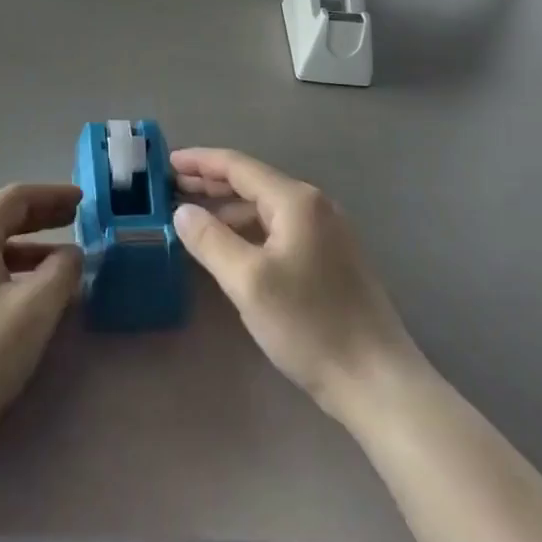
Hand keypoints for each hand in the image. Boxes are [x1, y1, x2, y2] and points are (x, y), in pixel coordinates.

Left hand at [0, 184, 83, 465]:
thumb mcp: (35, 310)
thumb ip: (62, 272)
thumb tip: (71, 254)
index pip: (15, 198)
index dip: (52, 195)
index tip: (84, 201)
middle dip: (41, 218)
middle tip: (76, 221)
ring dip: (28, 250)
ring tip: (62, 265)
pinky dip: (9, 272)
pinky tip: (28, 296)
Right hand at [172, 148, 420, 420]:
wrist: (375, 379)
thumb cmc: (309, 324)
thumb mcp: (248, 282)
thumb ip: (210, 240)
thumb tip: (183, 211)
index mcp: (296, 201)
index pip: (238, 166)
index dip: (199, 161)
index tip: (165, 162)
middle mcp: (314, 206)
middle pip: (252, 182)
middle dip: (210, 182)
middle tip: (169, 187)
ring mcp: (325, 231)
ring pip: (264, 208)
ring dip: (227, 208)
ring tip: (190, 217)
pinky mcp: (329, 257)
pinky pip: (277, 228)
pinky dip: (247, 228)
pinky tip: (228, 245)